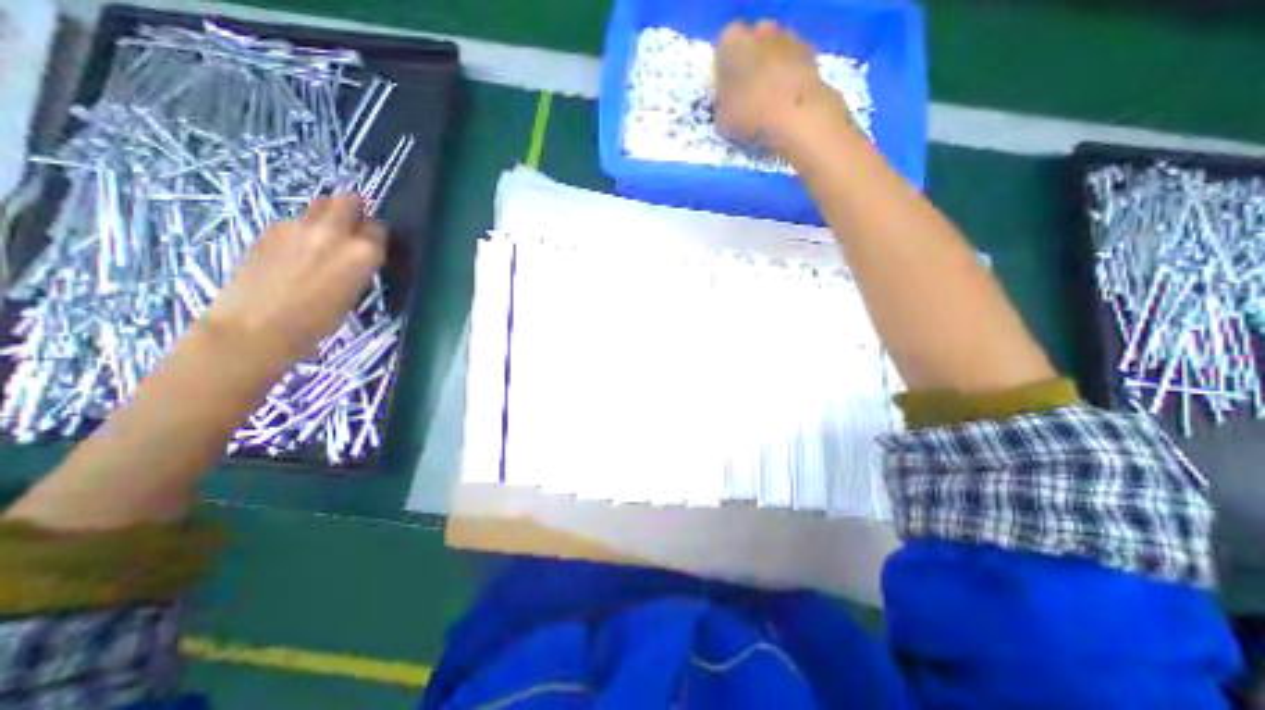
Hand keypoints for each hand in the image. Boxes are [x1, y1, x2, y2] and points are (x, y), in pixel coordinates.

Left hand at [204, 193, 386, 371]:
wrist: (258, 326)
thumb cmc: (319, 320)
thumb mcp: (355, 292)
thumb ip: (360, 263)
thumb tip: (359, 251)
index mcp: (362, 251)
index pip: (378, 226)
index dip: (376, 234)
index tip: (374, 243)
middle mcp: (334, 232)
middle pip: (348, 200)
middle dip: (353, 208)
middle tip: (352, 226)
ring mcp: (298, 226)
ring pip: (320, 204)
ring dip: (327, 214)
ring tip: (323, 238)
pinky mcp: (269, 229)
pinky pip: (296, 220)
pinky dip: (302, 229)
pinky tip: (296, 252)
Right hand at [711, 19, 849, 148]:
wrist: (795, 116)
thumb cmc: (749, 114)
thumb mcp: (722, 121)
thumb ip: (722, 107)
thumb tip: (727, 107)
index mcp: (731, 41)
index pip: (721, 53)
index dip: (722, 75)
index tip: (726, 97)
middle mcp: (759, 28)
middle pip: (750, 47)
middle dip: (748, 68)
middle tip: (747, 99)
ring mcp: (787, 36)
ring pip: (772, 54)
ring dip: (770, 72)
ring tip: (769, 105)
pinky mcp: (810, 51)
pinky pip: (792, 65)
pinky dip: (789, 79)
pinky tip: (786, 104)